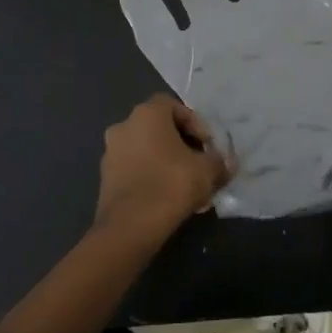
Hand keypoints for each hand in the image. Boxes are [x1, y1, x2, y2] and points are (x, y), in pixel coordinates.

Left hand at [94, 95, 231, 247]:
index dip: (195, 123)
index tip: (207, 145)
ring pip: (146, 150)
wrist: (130, 226)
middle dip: (181, 144)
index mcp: (146, 114)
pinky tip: (168, 198)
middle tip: (199, 164)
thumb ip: (219, 162)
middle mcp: (123, 126)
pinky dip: (151, 177)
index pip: (173, 105)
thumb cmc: (171, 184)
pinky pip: (134, 169)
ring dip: (166, 162)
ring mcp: (110, 153)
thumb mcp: (208, 171)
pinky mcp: (105, 178)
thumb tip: (226, 165)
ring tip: (186, 186)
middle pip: (159, 128)